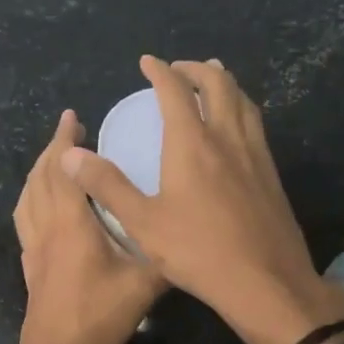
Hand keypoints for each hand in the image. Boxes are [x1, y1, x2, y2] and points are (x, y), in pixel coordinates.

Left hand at [14, 109, 165, 343]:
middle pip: (41, 177)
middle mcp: (47, 228)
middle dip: (53, 148)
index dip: (67, 141)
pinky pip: (24, 218)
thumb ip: (165, 257)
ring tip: (53, 159)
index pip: (64, 170)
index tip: (74, 117)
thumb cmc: (98, 317)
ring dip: (38, 171)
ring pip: (27, 196)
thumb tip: (190, 238)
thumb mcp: (144, 285)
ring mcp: (33, 247)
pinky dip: (31, 198)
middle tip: (67, 127)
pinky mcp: (29, 265)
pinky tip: (42, 204)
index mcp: (71, 224)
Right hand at [60, 56, 343, 343]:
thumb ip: (107, 186)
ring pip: (244, 102)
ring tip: (213, 81)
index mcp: (193, 144)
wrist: (266, 282)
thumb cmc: (199, 253)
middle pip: (218, 85)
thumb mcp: (143, 223)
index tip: (148, 62)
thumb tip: (71, 154)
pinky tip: (237, 129)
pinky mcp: (272, 176)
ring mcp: (256, 156)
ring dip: (225, 84)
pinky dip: (241, 109)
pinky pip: (256, 126)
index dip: (160, 71)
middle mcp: (228, 139)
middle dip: (197, 69)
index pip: (175, 91)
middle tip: (179, 69)